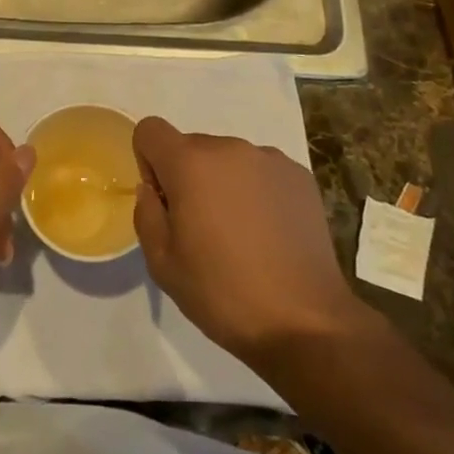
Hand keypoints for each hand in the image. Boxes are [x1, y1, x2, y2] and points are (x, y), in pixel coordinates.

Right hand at [133, 116, 367, 368]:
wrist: (306, 323)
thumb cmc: (223, 293)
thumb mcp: (162, 264)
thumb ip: (146, 214)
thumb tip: (153, 190)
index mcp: (190, 163)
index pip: (150, 130)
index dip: (148, 162)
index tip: (166, 203)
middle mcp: (229, 148)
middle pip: (191, 146)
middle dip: (188, 178)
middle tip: (203, 231)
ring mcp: (270, 159)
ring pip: (229, 160)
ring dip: (224, 184)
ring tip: (242, 236)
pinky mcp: (300, 176)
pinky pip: (262, 172)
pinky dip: (257, 192)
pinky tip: (270, 235)